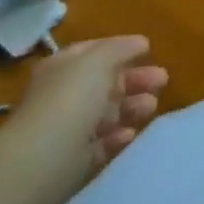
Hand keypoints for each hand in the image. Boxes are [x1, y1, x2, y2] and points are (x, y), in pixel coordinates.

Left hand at [13, 36, 168, 171]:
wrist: (41, 160)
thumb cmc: (71, 99)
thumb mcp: (98, 61)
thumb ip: (120, 48)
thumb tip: (140, 42)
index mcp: (63, 67)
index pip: (94, 52)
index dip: (121, 48)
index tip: (149, 50)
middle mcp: (63, 95)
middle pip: (105, 83)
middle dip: (134, 80)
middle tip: (162, 80)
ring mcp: (67, 128)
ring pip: (107, 113)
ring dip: (131, 107)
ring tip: (151, 107)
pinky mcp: (74, 160)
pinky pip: (101, 143)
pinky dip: (117, 137)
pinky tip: (130, 134)